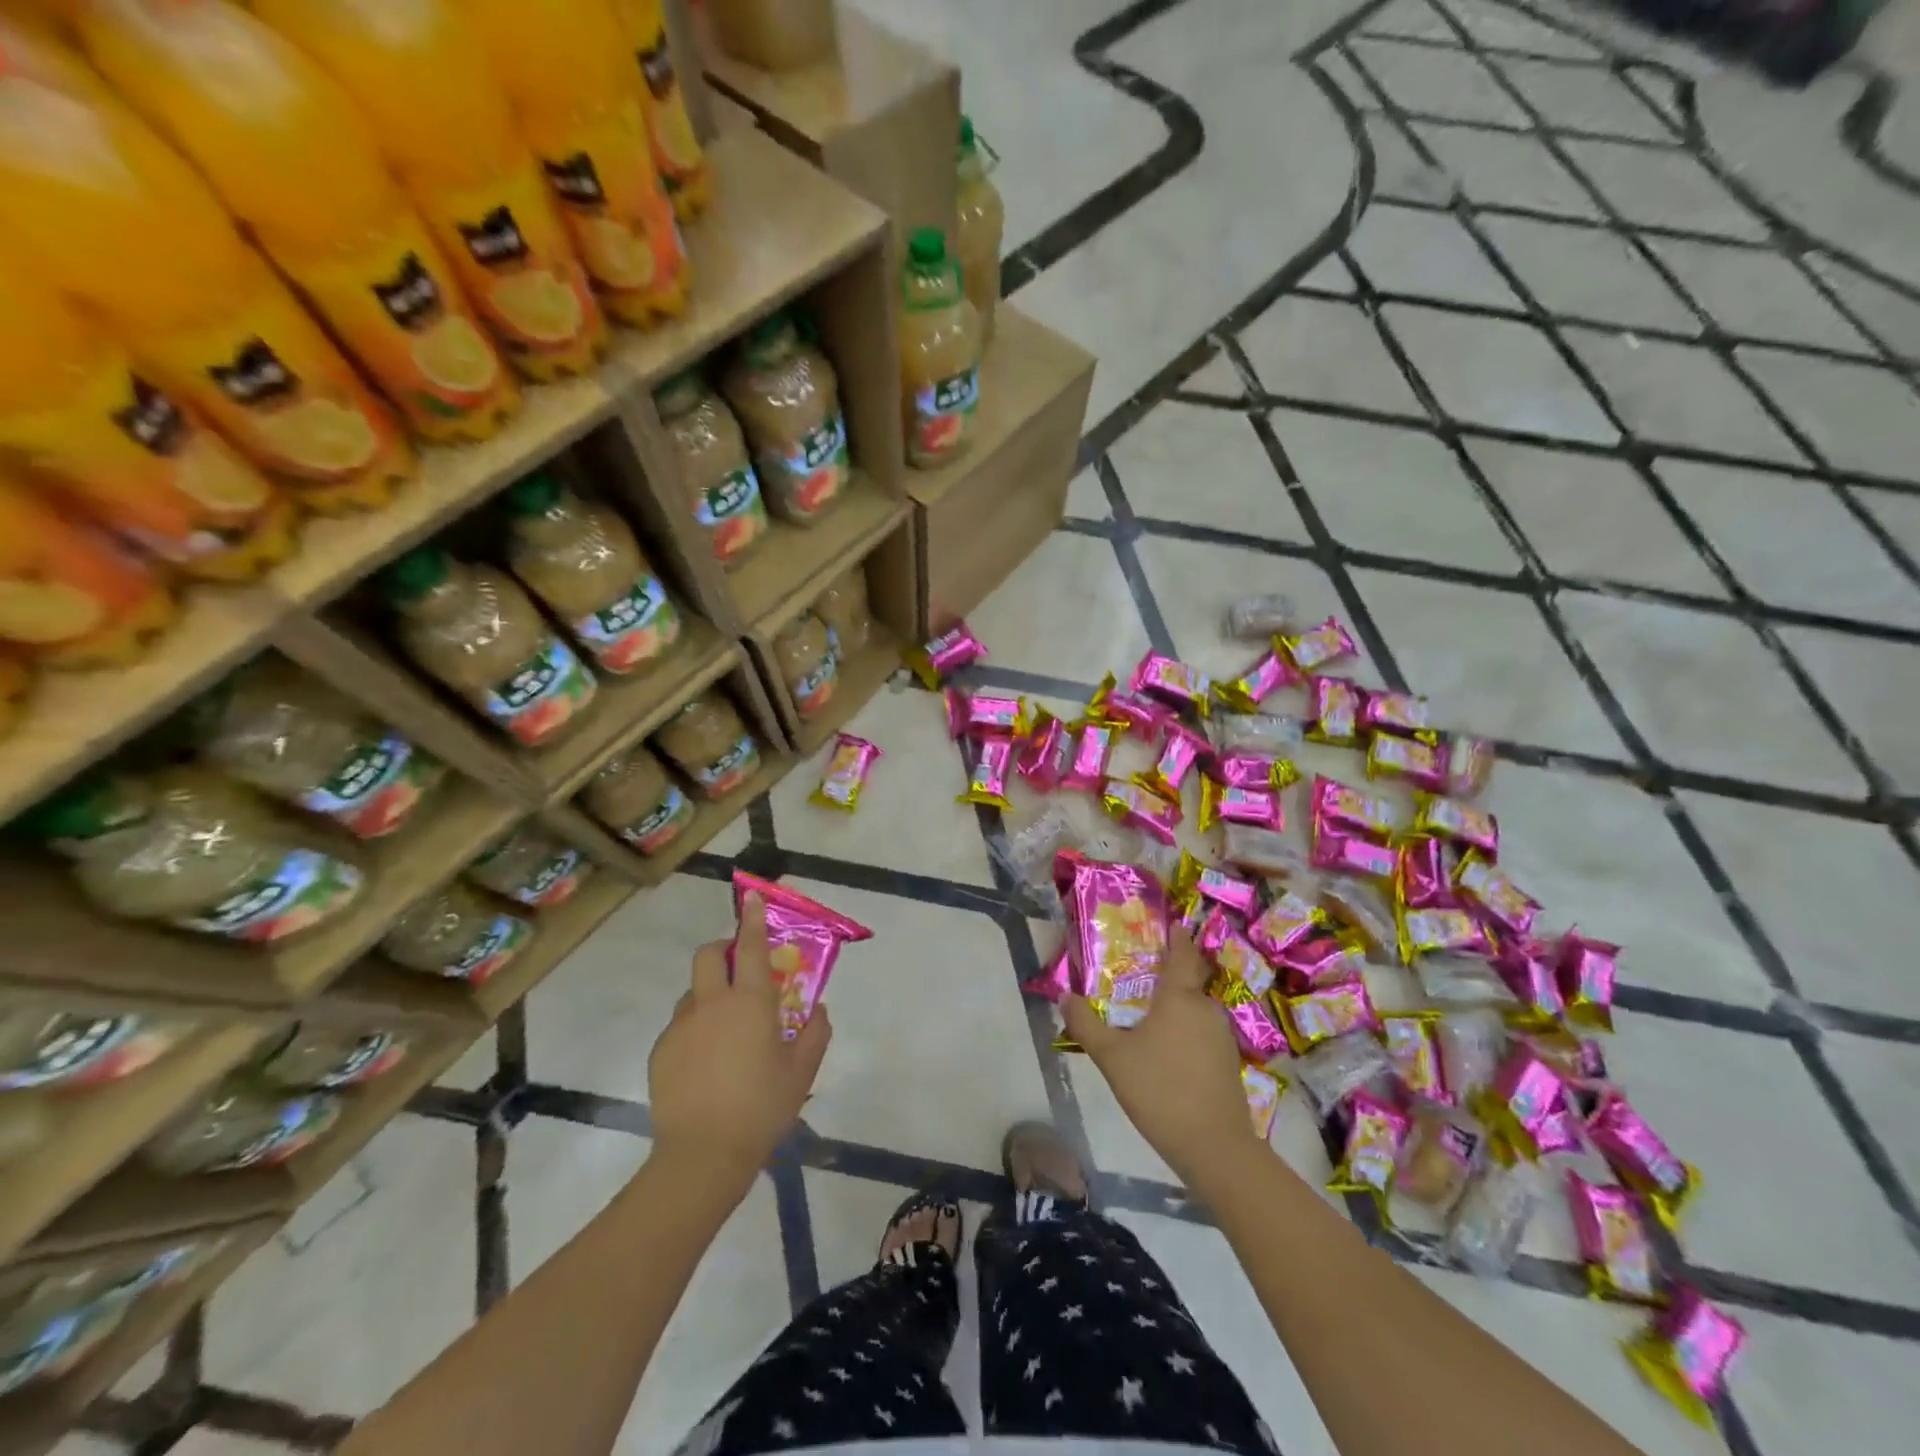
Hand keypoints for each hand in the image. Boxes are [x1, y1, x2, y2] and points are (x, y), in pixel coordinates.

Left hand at [647, 892, 830, 1197]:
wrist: (702, 1156)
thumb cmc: (762, 1108)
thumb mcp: (801, 1072)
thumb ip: (815, 1034)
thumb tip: (819, 1010)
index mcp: (750, 1002)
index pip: (752, 947)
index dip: (752, 918)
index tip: (751, 896)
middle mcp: (712, 1003)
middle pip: (709, 955)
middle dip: (723, 949)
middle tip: (739, 971)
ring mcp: (681, 1027)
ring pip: (693, 992)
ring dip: (709, 996)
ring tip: (725, 1033)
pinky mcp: (661, 1052)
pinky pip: (680, 1026)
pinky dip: (695, 1030)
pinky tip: (706, 1065)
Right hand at [1062, 924, 1262, 1192]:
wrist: (1214, 1146)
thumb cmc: (1159, 1089)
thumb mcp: (1112, 1057)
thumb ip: (1086, 1025)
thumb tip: (1064, 996)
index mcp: (1179, 997)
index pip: (1182, 953)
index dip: (1177, 936)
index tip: (1170, 923)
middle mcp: (1205, 1008)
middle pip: (1189, 981)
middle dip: (1169, 975)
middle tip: (1141, 976)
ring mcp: (1222, 1036)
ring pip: (1196, 1009)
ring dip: (1176, 1008)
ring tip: (1149, 1017)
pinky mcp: (1228, 1062)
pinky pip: (1203, 1033)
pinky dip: (1186, 1032)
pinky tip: (1168, 1051)